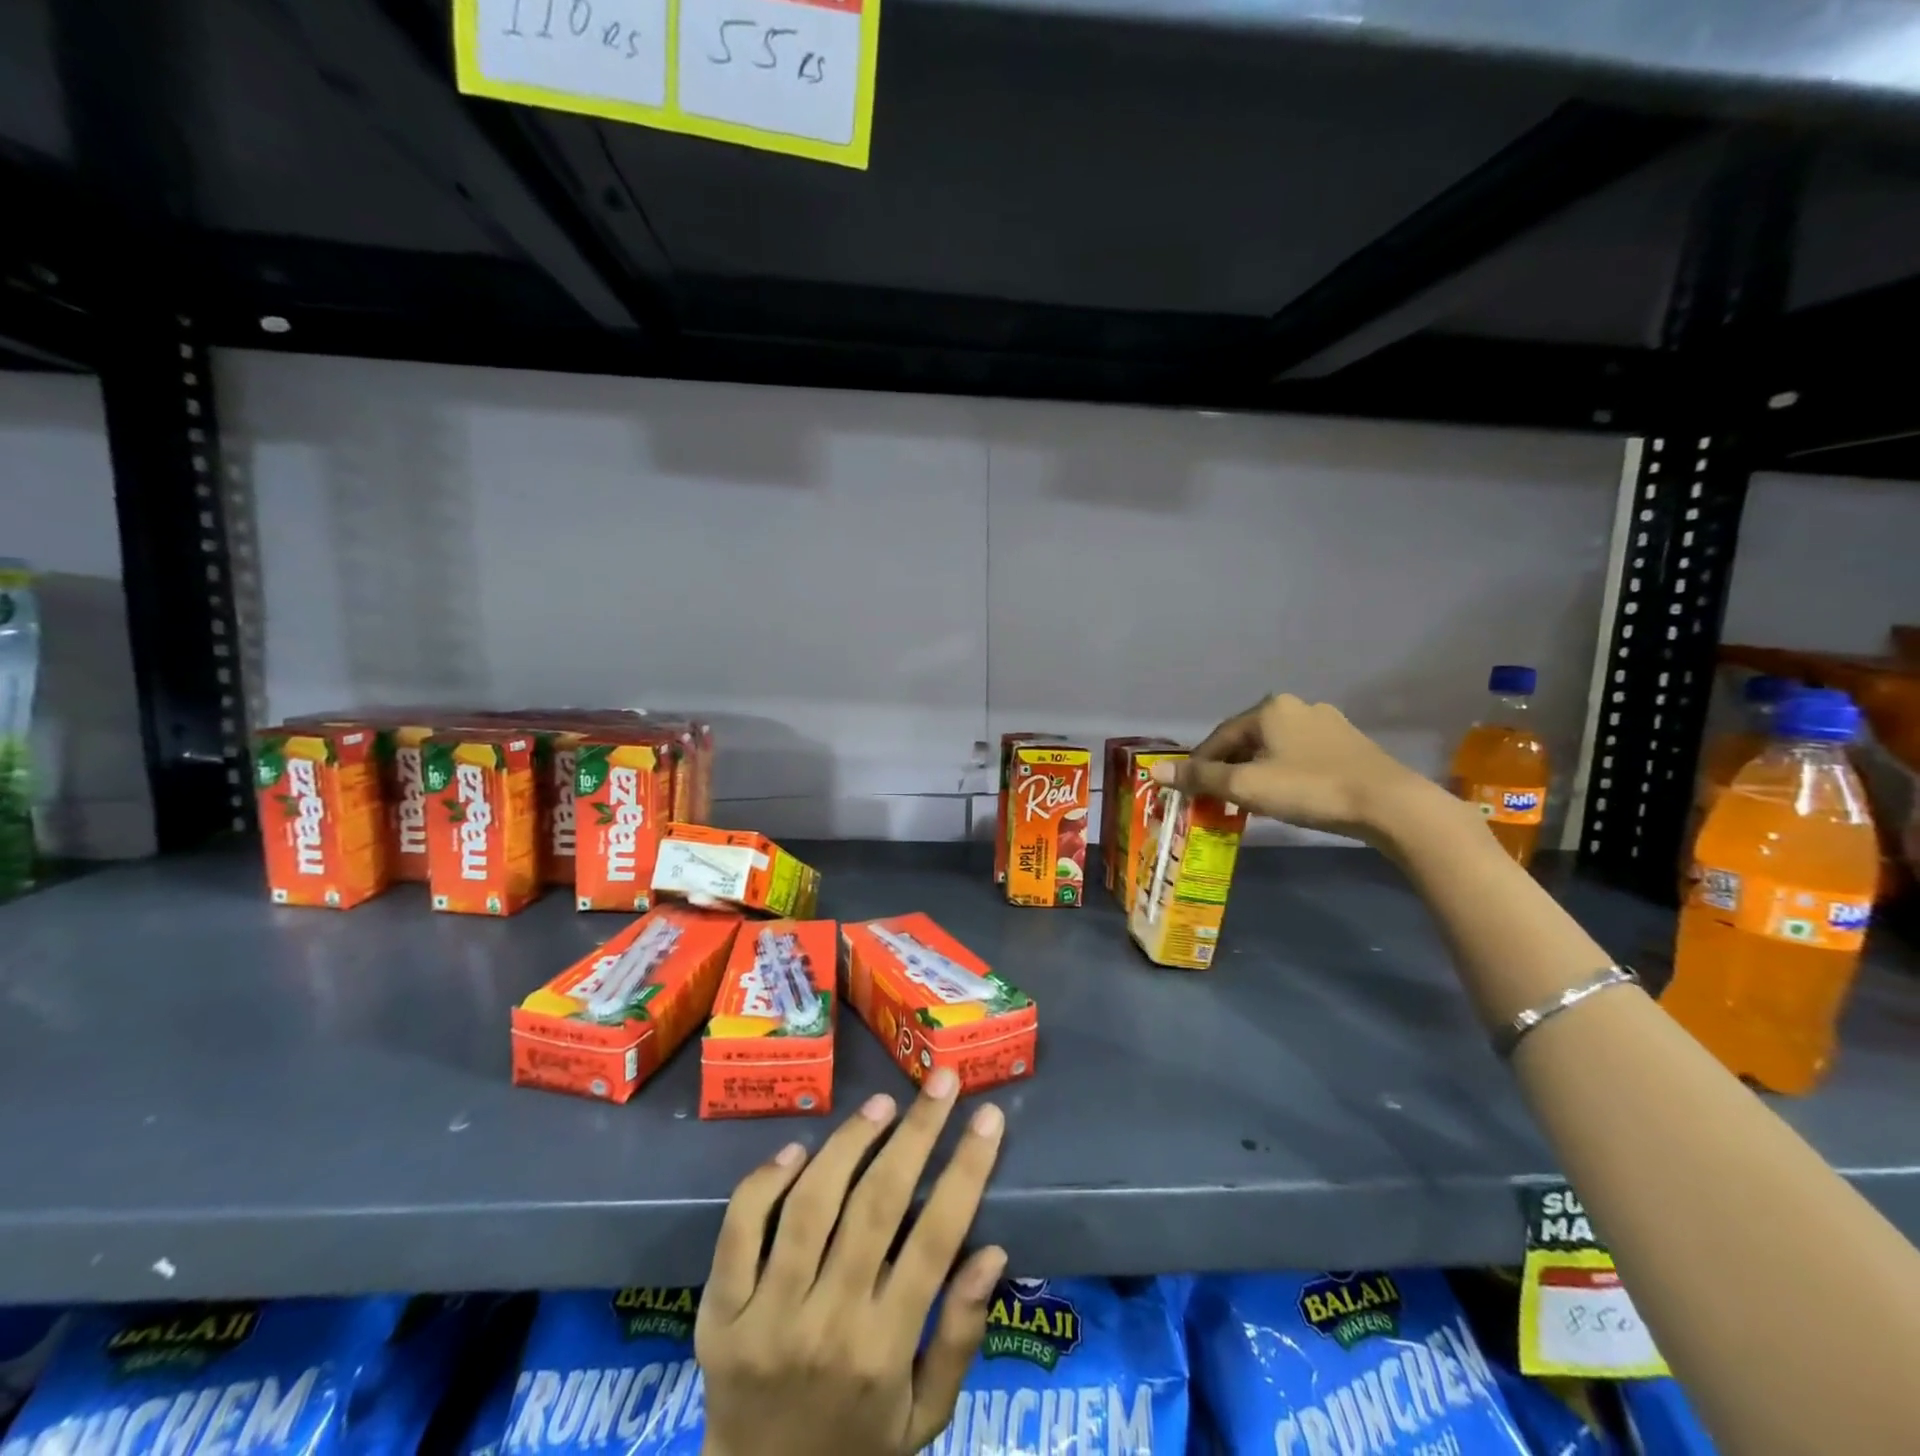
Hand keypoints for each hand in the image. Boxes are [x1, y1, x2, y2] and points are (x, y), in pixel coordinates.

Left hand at [696, 1068, 1007, 1455]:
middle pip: (878, 1205)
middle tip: (941, 1082)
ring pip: (812, 1204)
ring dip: (850, 1142)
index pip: (936, 1239)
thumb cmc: (856, 1449)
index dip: (966, 1170)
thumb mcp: (925, 1416)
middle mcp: (828, 1324)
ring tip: (882, 1105)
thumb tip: (991, 1250)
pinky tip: (798, 1148)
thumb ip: (960, 1336)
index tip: (988, 1117)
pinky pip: (740, 1231)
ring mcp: (767, 1316)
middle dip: (917, 1133)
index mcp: (884, 1350)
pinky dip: (766, 1181)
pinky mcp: (718, 1313)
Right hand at [1155, 692, 1452, 844]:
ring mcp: (1328, 723)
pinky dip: (1284, 773)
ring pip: (1274, 748)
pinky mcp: (1349, 744)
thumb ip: (1200, 778)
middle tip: (1218, 798)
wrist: (1388, 804)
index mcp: (1268, 708)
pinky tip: (1287, 795)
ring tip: (1250, 801)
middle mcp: (1296, 706)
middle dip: (1228, 768)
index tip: (1190, 791)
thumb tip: (1155, 771)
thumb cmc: (1309, 789)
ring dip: (1256, 771)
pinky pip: (1300, 756)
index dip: (1199, 765)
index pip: (1219, 737)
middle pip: (1246, 739)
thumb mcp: (1246, 786)